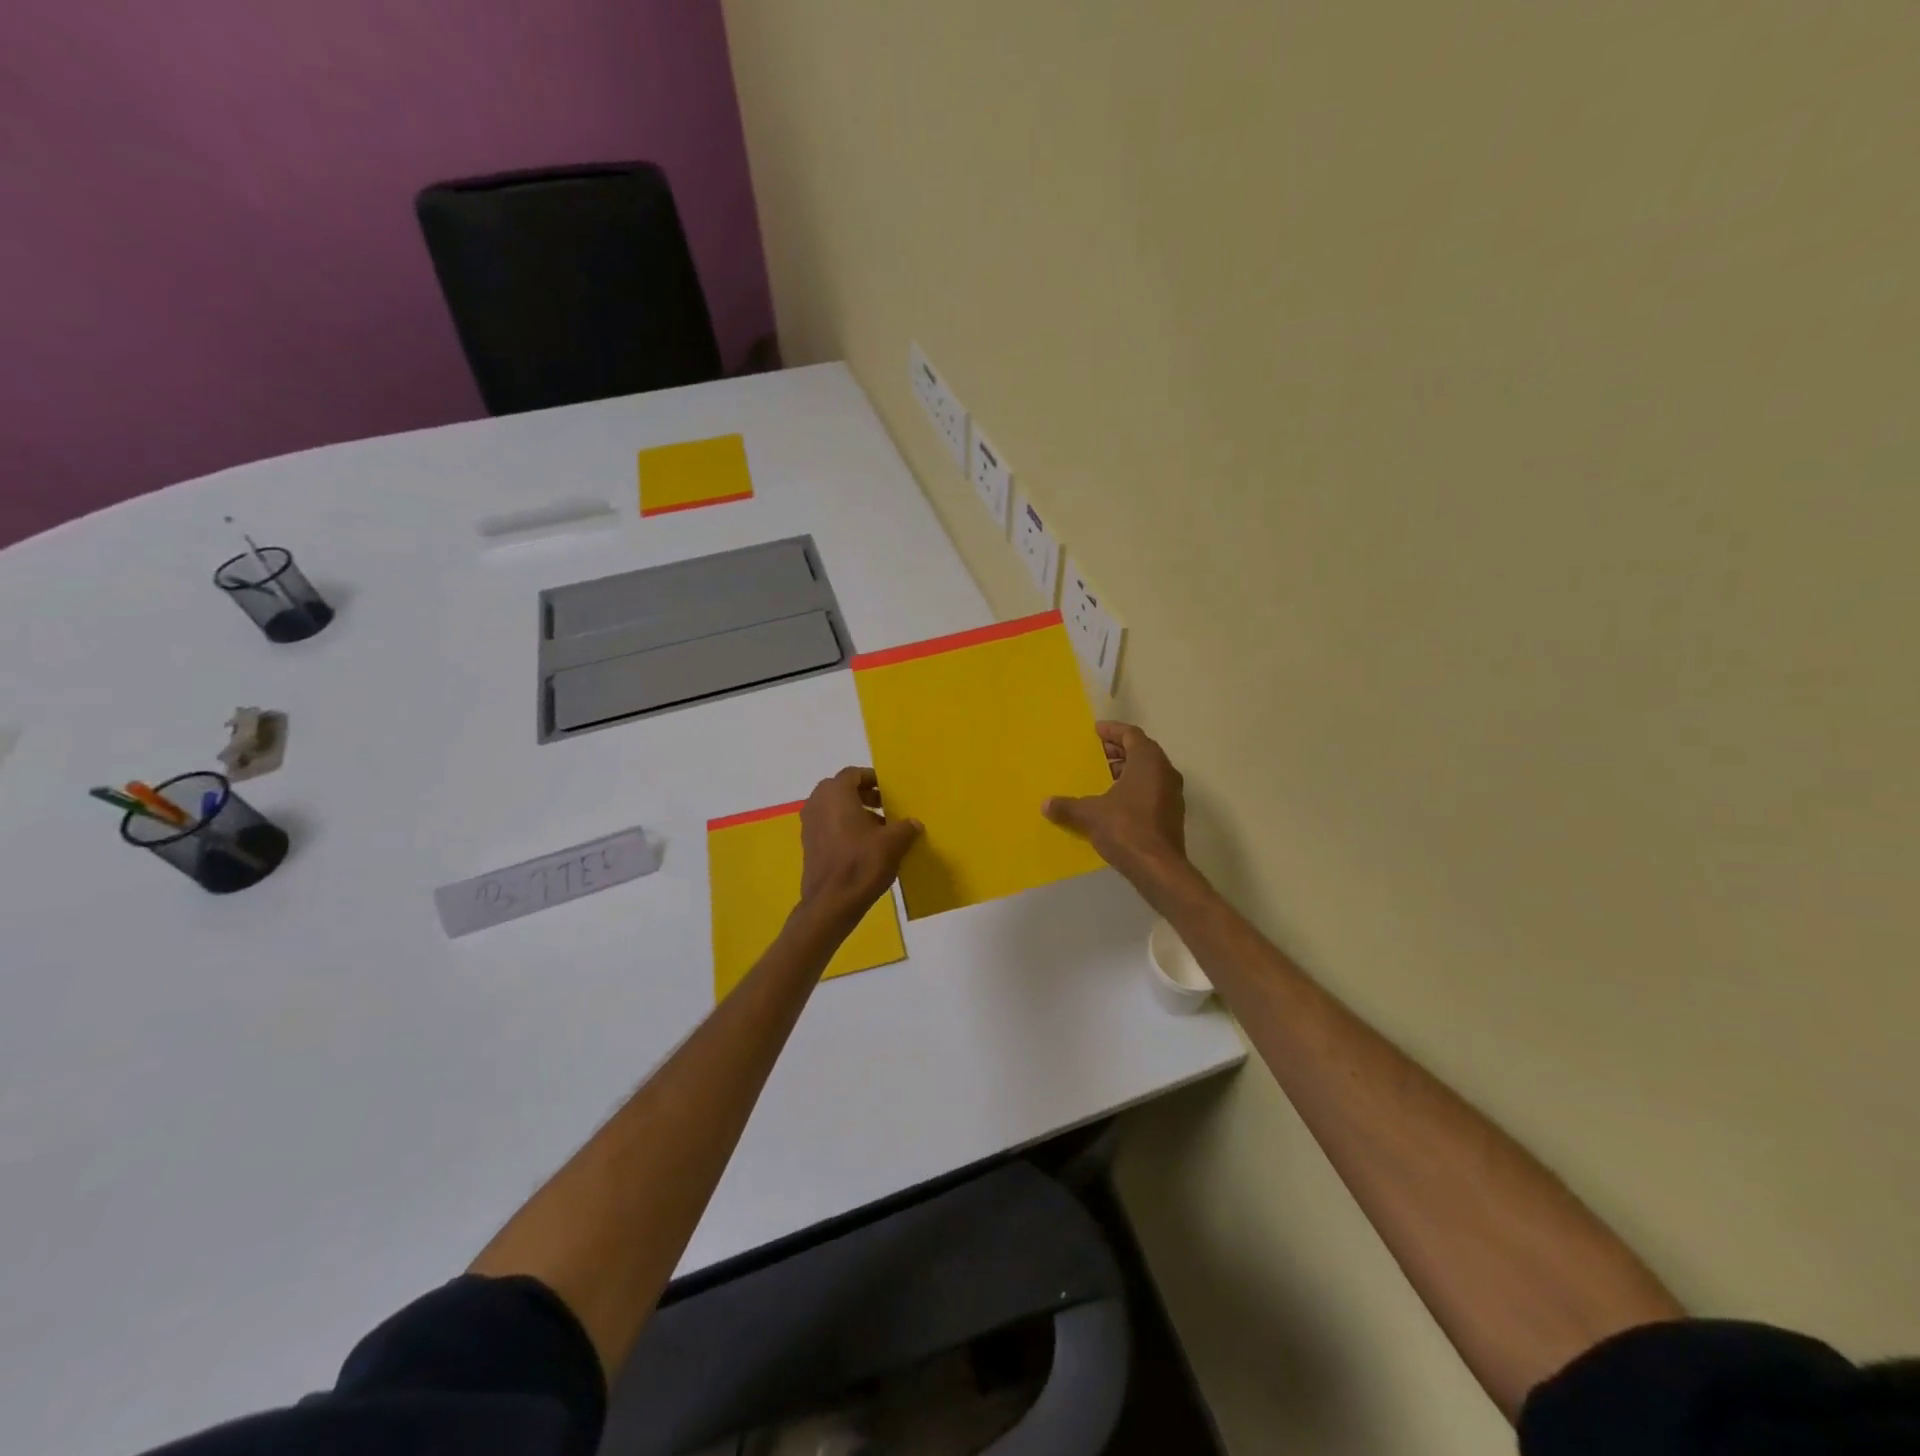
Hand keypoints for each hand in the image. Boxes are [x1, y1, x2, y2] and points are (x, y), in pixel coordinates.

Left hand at [798, 767, 920, 922]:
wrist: (831, 903)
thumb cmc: (862, 863)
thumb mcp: (893, 843)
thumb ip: (906, 827)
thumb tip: (914, 823)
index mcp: (835, 793)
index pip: (853, 774)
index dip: (873, 779)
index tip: (890, 790)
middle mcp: (817, 803)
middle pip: (842, 789)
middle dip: (865, 795)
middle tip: (886, 806)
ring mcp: (809, 825)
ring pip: (834, 808)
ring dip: (856, 812)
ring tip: (880, 829)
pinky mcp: (808, 844)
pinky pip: (829, 825)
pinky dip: (845, 828)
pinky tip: (865, 846)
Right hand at [1043, 722, 1187, 880]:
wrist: (1158, 867)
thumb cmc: (1125, 828)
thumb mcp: (1090, 814)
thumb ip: (1067, 806)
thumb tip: (1045, 804)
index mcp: (1148, 761)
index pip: (1132, 735)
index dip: (1113, 730)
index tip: (1096, 731)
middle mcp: (1165, 772)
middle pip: (1142, 751)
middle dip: (1118, 750)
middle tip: (1096, 753)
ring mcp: (1172, 794)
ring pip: (1148, 771)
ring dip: (1126, 770)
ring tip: (1102, 776)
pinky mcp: (1172, 813)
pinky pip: (1152, 789)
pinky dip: (1134, 787)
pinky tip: (1114, 801)